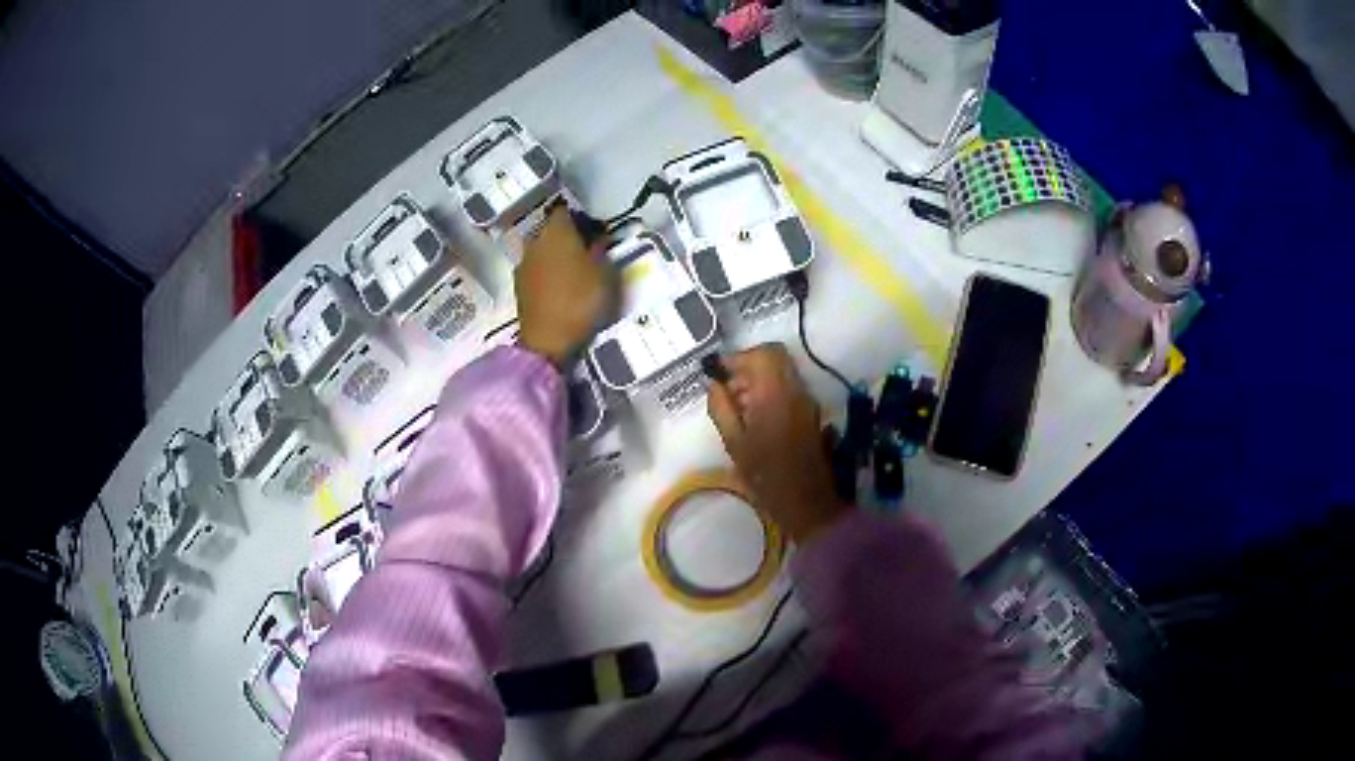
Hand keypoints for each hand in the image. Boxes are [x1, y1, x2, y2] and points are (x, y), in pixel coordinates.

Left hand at [516, 204, 615, 365]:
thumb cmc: (581, 301)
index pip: (566, 211)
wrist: (547, 341)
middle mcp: (535, 241)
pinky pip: (536, 270)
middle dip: (567, 237)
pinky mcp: (518, 286)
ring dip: (555, 256)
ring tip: (574, 272)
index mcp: (556, 231)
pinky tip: (559, 288)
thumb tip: (598, 238)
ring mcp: (523, 263)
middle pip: (552, 230)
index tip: (595, 231)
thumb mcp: (605, 274)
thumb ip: (602, 250)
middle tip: (586, 251)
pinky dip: (547, 273)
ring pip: (542, 250)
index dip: (581, 218)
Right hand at [707, 344, 848, 541]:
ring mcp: (807, 401)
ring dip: (759, 379)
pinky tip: (754, 417)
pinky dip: (770, 391)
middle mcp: (795, 390)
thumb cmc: (765, 476)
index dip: (736, 358)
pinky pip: (788, 388)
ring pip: (782, 372)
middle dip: (748, 366)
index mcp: (775, 394)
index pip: (760, 354)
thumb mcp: (733, 442)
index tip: (717, 373)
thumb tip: (714, 383)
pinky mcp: (811, 413)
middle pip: (774, 357)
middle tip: (728, 387)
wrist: (806, 501)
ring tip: (737, 406)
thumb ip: (721, 407)